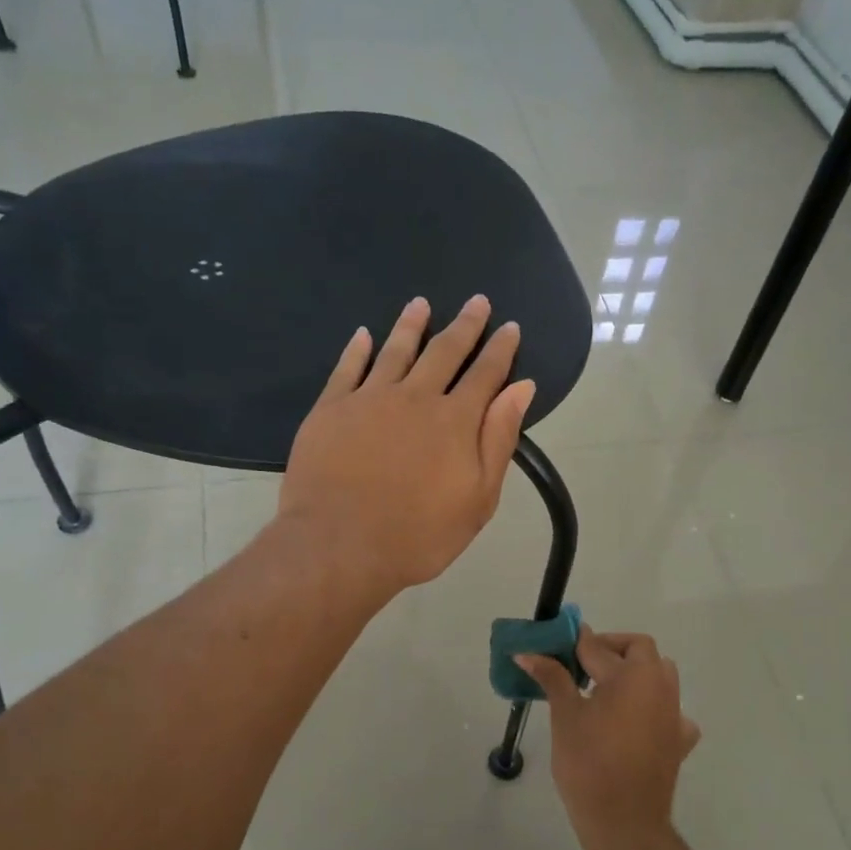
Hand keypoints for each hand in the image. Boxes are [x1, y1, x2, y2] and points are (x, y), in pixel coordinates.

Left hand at [280, 295, 534, 599]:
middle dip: (464, 326)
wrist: (341, 547)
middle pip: (444, 352)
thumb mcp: (478, 499)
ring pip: (395, 350)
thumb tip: (520, 388)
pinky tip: (363, 335)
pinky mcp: (330, 410)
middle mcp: (414, 397)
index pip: (485, 374)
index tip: (509, 327)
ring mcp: (368, 399)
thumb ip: (499, 440)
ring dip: (411, 325)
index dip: (500, 349)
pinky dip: (357, 349)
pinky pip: (347, 369)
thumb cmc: (419, 535)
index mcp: (455, 420)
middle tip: (476, 302)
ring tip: (420, 304)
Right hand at [518, 627, 700, 844]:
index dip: (573, 643)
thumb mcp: (565, 716)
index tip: (553, 644)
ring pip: (659, 675)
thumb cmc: (588, 763)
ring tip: (603, 690)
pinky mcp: (679, 740)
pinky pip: (670, 711)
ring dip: (635, 673)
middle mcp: (660, 686)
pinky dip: (653, 708)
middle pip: (639, 650)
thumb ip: (552, 678)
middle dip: (610, 649)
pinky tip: (634, 724)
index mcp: (632, 675)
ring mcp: (674, 713)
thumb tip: (527, 653)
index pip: (598, 646)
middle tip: (579, 665)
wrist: (624, 821)